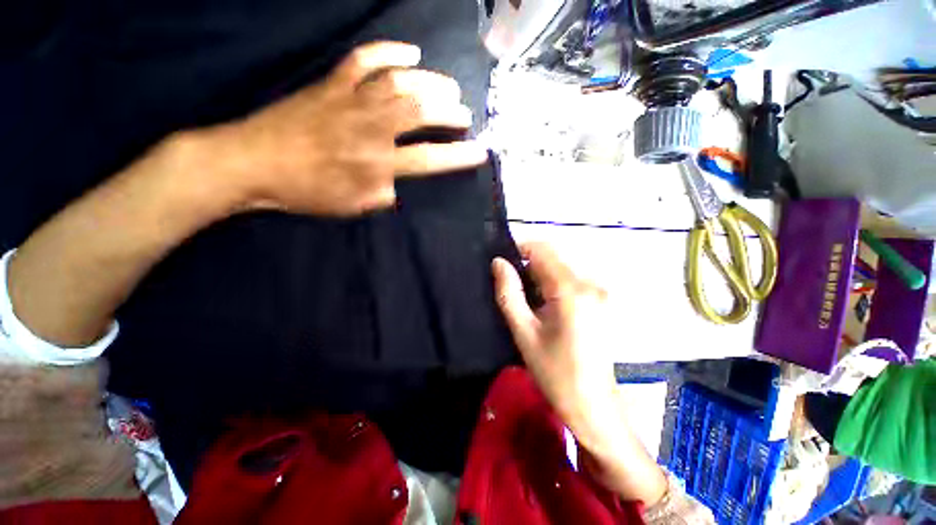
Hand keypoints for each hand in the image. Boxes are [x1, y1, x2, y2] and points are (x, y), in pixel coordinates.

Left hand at [204, 41, 487, 216]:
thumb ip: (383, 196)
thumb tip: (400, 185)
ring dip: (430, 81)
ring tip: (449, 85)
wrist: (252, 163)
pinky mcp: (332, 83)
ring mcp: (351, 99)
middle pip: (420, 112)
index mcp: (376, 163)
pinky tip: (410, 52)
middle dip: (449, 112)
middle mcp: (370, 128)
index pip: (429, 159)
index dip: (458, 156)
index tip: (480, 151)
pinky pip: (365, 59)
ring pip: (400, 82)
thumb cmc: (305, 191)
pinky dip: (390, 51)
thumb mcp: (351, 207)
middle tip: (464, 114)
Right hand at [493, 244, 666, 503]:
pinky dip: (551, 282)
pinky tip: (542, 303)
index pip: (542, 249)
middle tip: (508, 282)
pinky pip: (570, 279)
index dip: (518, 248)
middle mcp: (590, 283)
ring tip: (523, 296)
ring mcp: (599, 291)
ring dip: (538, 273)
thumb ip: (509, 293)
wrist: (594, 406)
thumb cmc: (555, 372)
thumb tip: (498, 263)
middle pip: (553, 256)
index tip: (500, 260)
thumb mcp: (523, 332)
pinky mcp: (600, 300)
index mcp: (571, 289)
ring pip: (560, 266)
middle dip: (527, 262)